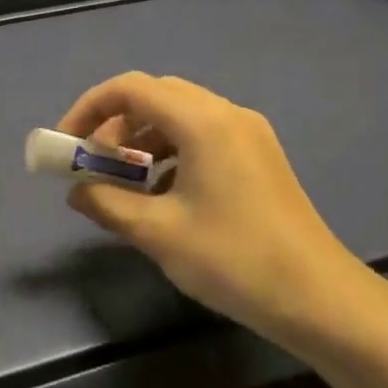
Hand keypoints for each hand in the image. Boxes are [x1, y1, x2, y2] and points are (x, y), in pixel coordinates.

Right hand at [57, 73, 387, 353]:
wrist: (320, 299)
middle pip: (155, 95)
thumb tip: (76, 190)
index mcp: (202, 121)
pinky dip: (171, 151)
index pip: (130, 88)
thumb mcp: (158, 233)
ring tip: (125, 182)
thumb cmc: (233, 260)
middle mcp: (226, 114)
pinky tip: (163, 193)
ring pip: (179, 116)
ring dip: (143, 138)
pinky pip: (202, 135)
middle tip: (95, 164)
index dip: (89, 109)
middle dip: (115, 123)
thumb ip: (107, 203)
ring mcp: (248, 134)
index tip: (67, 145)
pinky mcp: (259, 156)